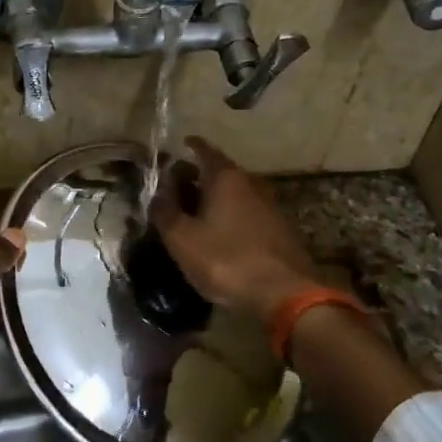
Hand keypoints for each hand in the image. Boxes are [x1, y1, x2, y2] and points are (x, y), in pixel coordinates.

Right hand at [149, 137, 319, 320]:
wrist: (284, 294)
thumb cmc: (225, 259)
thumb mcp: (181, 238)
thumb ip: (165, 211)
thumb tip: (157, 192)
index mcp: (225, 177)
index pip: (204, 150)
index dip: (188, 147)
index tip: (177, 148)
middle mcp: (250, 183)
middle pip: (220, 171)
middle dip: (197, 176)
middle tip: (176, 188)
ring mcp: (269, 205)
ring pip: (235, 193)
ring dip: (214, 199)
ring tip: (194, 213)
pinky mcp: (280, 229)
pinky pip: (247, 212)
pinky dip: (230, 216)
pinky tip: (220, 234)